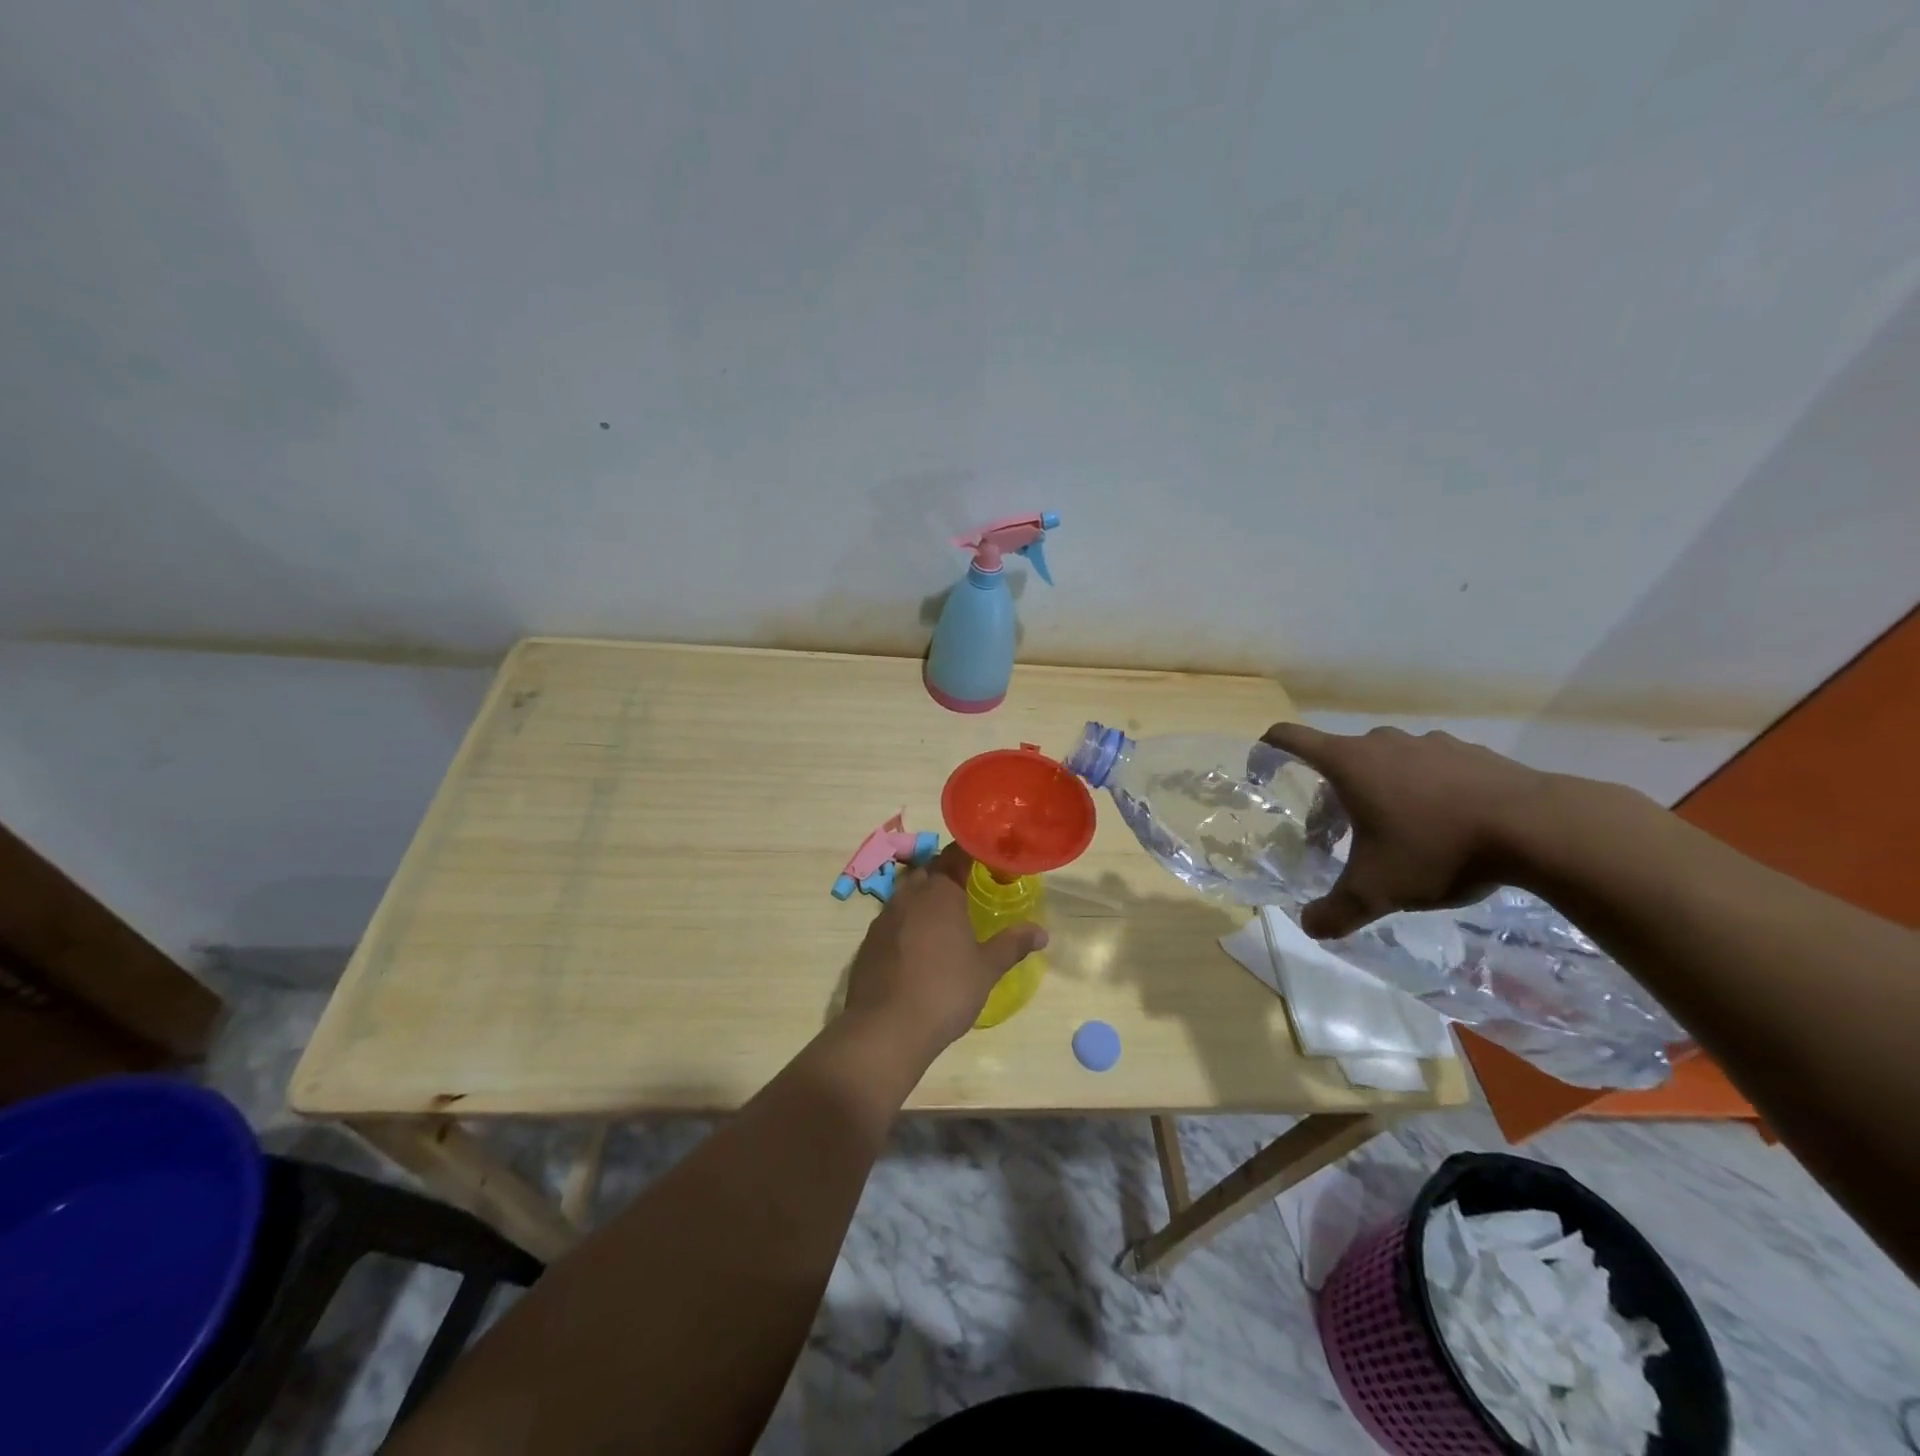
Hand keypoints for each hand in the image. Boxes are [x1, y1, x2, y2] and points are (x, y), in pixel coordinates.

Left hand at [842, 843, 1048, 1054]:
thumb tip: (1042, 932)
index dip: (970, 853)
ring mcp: (884, 917)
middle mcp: (909, 895)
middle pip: (928, 870)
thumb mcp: (986, 969)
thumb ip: (1012, 945)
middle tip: (969, 886)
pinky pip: (892, 918)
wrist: (885, 1028)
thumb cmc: (945, 992)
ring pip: (907, 892)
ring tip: (945, 915)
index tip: (986, 858)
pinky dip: (907, 920)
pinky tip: (918, 944)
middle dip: (946, 872)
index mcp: (940, 893)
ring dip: (925, 895)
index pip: (955, 855)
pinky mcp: (869, 941)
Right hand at [1260, 723, 1556, 939]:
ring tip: (1397, 831)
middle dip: (1331, 794)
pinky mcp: (1471, 753)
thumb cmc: (1437, 849)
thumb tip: (1310, 927)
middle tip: (1339, 834)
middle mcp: (1383, 743)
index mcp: (1349, 763)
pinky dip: (1424, 789)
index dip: (1267, 749)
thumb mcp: (1377, 890)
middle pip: (1339, 758)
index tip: (1261, 769)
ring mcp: (1430, 743)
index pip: (1290, 738)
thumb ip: (1336, 911)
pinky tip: (1446, 824)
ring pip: (1386, 761)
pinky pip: (1430, 766)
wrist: (1539, 828)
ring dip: (1378, 789)